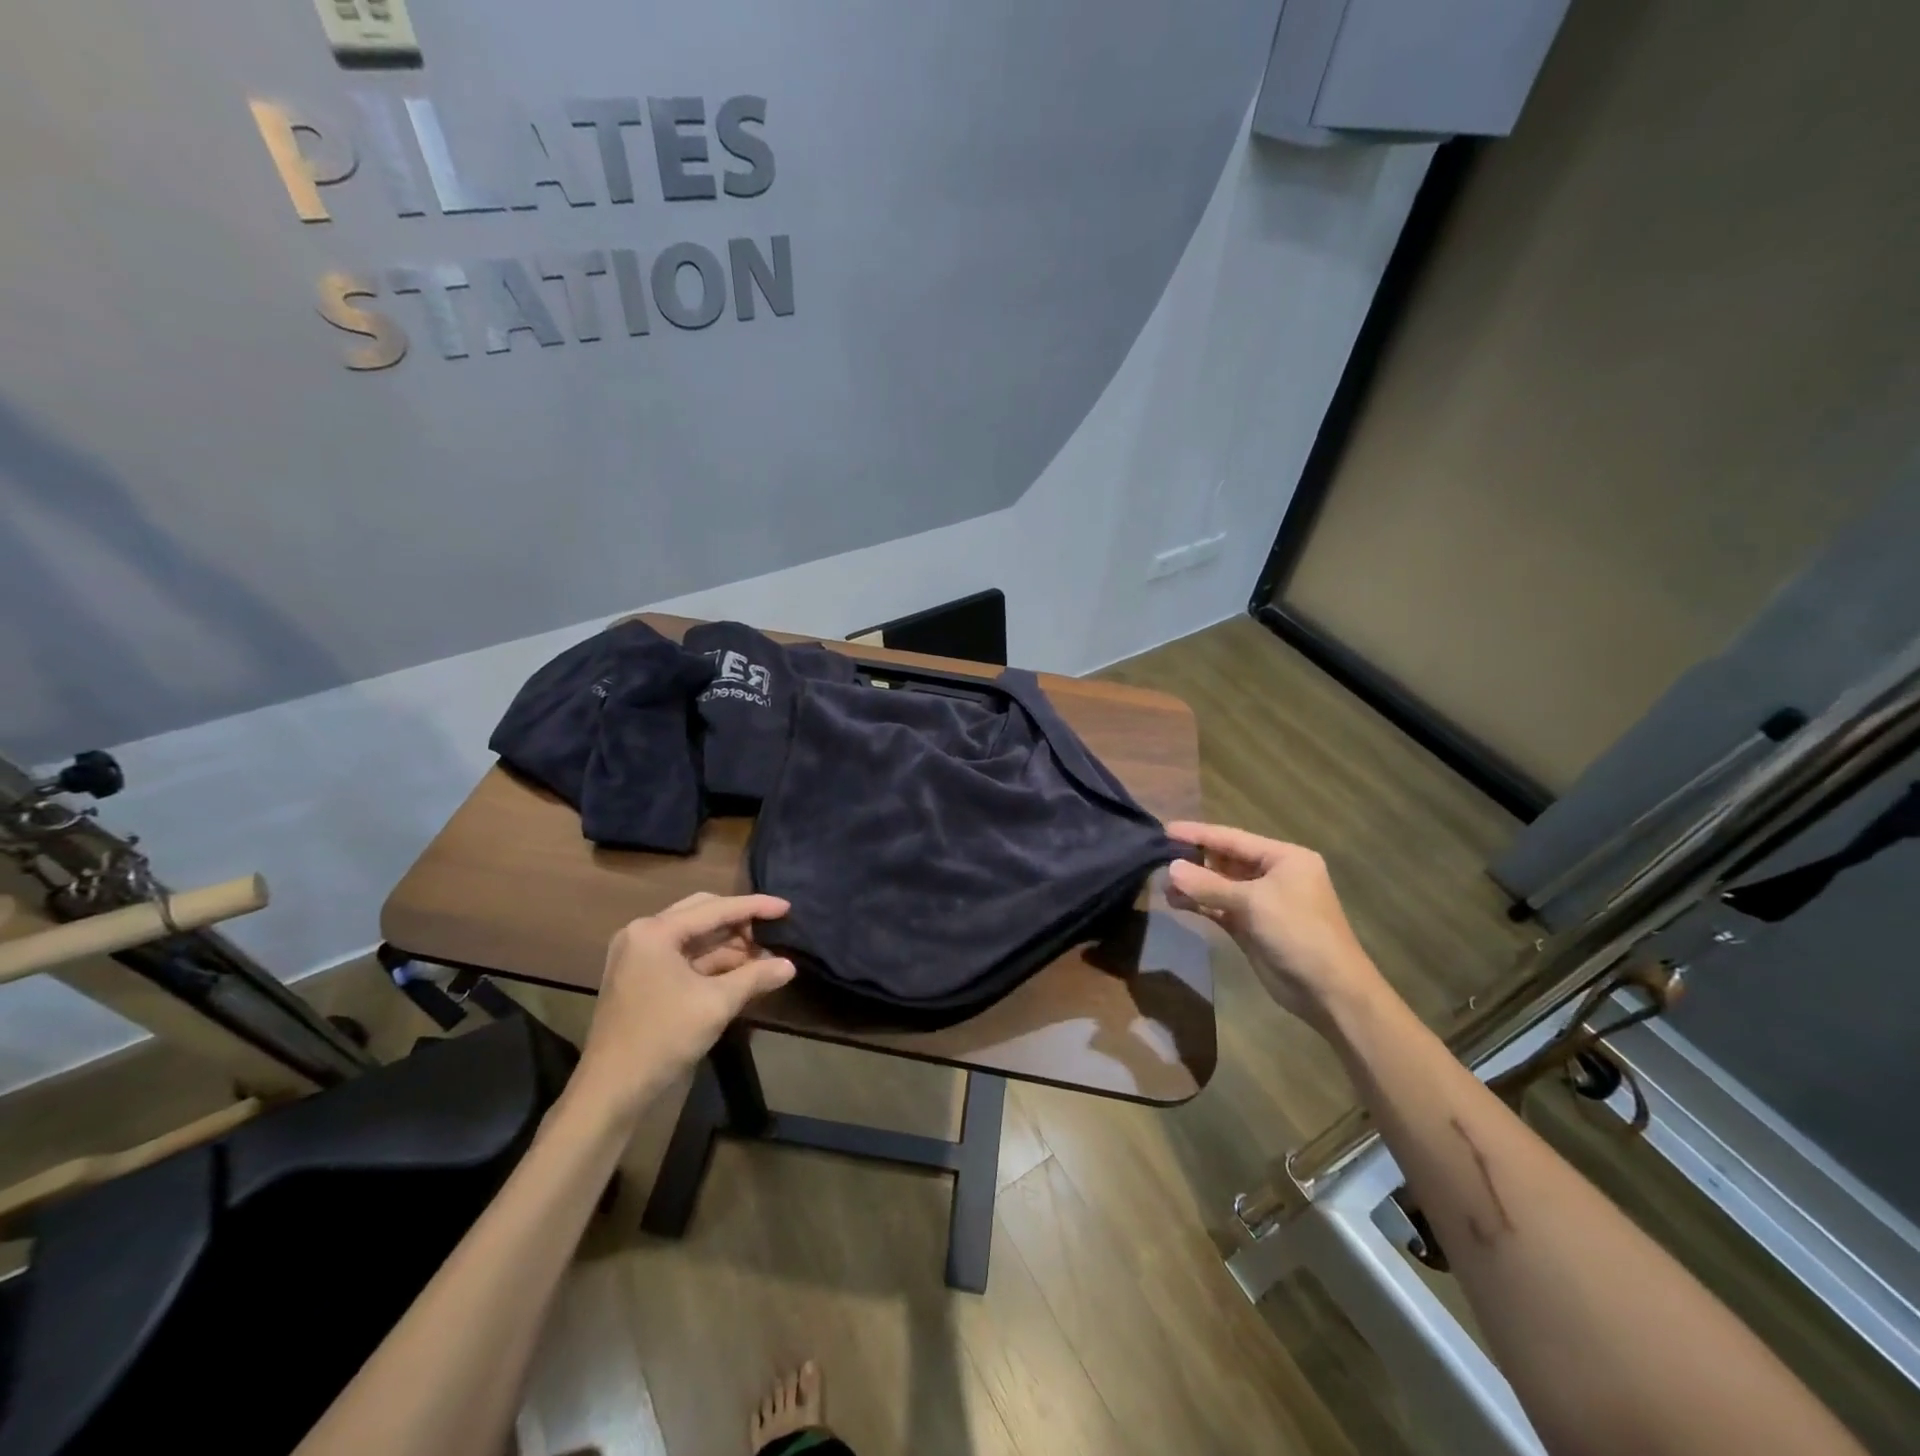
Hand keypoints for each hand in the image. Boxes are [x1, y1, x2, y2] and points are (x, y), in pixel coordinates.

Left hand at [571, 892, 795, 1122]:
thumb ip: (755, 977)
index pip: (715, 909)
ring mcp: (638, 955)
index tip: (787, 908)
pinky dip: (711, 961)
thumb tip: (790, 965)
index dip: (755, 906)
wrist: (612, 1090)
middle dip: (740, 922)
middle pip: (702, 914)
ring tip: (764, 955)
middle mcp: (643, 933)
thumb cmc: (663, 1038)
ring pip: (694, 936)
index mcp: (655, 931)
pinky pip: (683, 955)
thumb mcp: (716, 1004)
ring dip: (728, 944)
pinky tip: (740, 971)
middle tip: (773, 931)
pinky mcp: (640, 976)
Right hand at [1165, 822, 1385, 1032]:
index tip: (1165, 829)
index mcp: (1284, 858)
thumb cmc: (1298, 932)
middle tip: (1157, 857)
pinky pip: (1219, 908)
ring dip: (1193, 884)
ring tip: (1162, 884)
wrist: (1329, 991)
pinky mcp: (1251, 926)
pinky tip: (1175, 902)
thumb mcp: (1253, 902)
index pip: (1233, 838)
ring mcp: (1262, 902)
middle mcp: (1273, 875)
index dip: (1199, 834)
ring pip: (1219, 886)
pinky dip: (1199, 904)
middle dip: (1193, 859)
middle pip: (1225, 860)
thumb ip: (1209, 885)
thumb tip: (1170, 869)